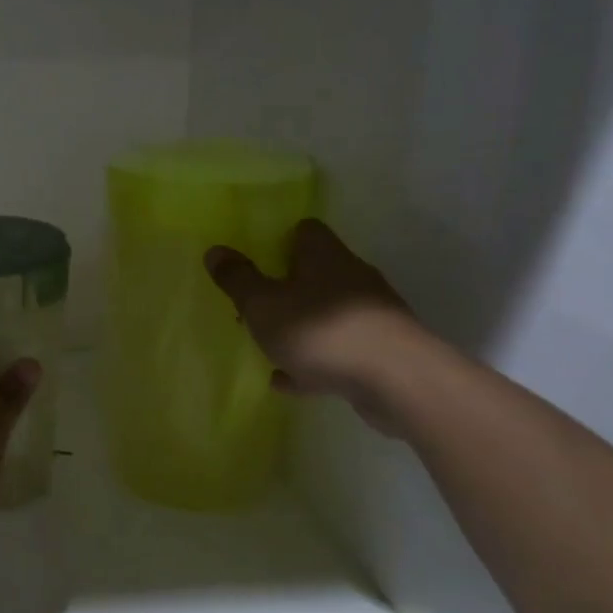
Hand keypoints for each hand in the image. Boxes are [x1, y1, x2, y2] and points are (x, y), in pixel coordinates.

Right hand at [205, 219, 412, 425]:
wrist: (397, 381)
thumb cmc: (321, 331)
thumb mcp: (263, 304)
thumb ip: (237, 279)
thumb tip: (215, 250)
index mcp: (324, 256)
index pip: (305, 231)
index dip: (280, 240)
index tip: (258, 259)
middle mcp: (351, 277)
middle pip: (315, 272)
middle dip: (286, 288)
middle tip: (255, 306)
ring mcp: (370, 316)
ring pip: (325, 314)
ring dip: (299, 327)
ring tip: (268, 347)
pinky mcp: (380, 352)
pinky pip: (337, 350)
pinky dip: (313, 362)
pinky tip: (290, 381)